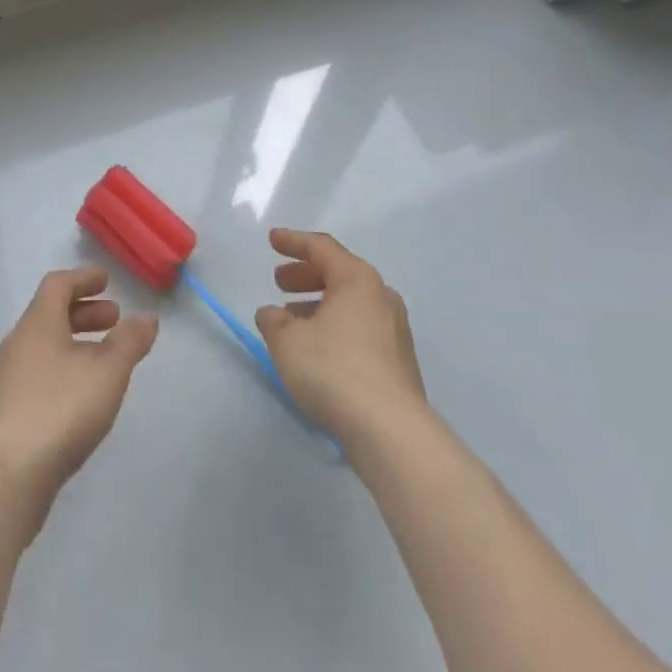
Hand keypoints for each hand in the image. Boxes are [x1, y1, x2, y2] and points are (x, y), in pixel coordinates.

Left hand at [0, 267, 157, 521]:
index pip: (57, 285)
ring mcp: (5, 380)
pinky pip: (36, 375)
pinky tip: (78, 397)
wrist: (5, 477)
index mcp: (37, 323)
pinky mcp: (3, 415)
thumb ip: (129, 342)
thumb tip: (147, 318)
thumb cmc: (60, 409)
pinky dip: (61, 370)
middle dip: (84, 313)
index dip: (83, 279)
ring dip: (73, 343)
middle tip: (114, 319)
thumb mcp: (108, 372)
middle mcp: (16, 344)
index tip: (106, 279)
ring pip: (43, 347)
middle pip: (49, 315)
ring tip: (103, 361)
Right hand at [255, 229, 426, 443]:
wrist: (391, 431)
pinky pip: (361, 329)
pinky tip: (317, 349)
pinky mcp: (399, 362)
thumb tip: (272, 314)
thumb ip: (273, 321)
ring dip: (319, 305)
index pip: (321, 248)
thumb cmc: (334, 370)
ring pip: (350, 304)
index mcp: (357, 279)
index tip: (271, 240)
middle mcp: (381, 296)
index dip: (293, 242)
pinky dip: (336, 327)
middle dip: (305, 275)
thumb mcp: (287, 341)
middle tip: (279, 282)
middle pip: (339, 274)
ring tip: (292, 321)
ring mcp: (395, 330)